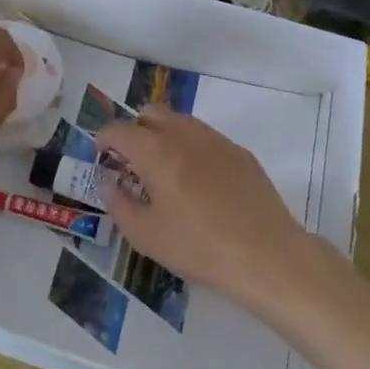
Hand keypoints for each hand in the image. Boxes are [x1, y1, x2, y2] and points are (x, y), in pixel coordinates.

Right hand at [99, 107, 306, 303]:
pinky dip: (191, 149)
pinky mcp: (240, 153)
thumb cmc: (199, 247)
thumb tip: (108, 183)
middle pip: (151, 113)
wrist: (267, 255)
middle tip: (132, 161)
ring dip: (164, 135)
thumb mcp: (146, 236)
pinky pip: (206, 138)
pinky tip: (199, 183)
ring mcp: (216, 140)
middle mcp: (184, 134)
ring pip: (180, 121)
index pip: (120, 129)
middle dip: (135, 129)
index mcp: (156, 151)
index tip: (101, 155)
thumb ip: (119, 204)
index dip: (104, 138)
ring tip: (165, 171)